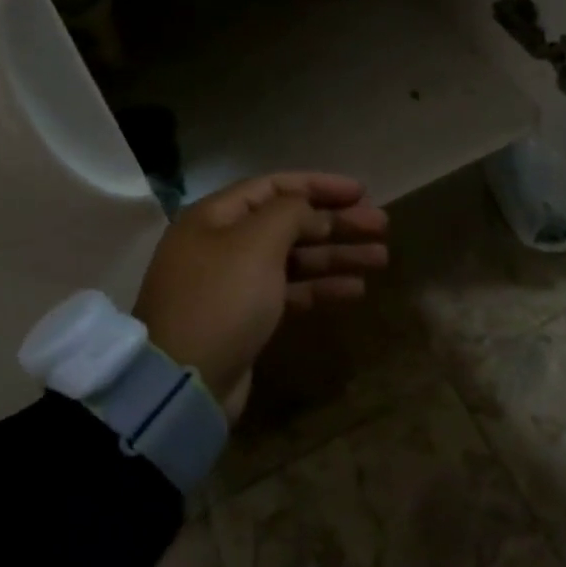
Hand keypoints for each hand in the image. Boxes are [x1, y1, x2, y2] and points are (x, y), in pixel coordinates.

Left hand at [133, 172, 388, 419]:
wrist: (184, 381)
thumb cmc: (222, 299)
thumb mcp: (256, 243)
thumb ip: (290, 214)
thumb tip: (310, 210)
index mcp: (215, 216)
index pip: (274, 186)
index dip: (320, 185)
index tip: (362, 192)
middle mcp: (222, 243)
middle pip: (288, 222)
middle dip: (336, 222)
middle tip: (381, 226)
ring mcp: (234, 282)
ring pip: (294, 258)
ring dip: (336, 255)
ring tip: (381, 257)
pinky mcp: (246, 317)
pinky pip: (289, 291)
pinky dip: (321, 287)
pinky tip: (356, 289)